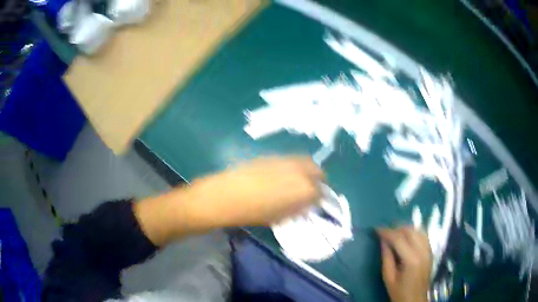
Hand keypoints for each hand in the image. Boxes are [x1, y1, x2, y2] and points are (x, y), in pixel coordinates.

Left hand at [188, 156, 324, 226]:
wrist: (226, 196)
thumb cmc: (253, 213)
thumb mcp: (280, 217)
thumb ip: (298, 209)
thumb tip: (306, 204)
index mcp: (305, 190)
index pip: (322, 193)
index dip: (319, 199)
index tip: (315, 203)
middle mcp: (300, 171)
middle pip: (318, 172)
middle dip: (318, 181)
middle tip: (311, 190)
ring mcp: (286, 160)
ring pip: (305, 162)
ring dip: (306, 172)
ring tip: (297, 182)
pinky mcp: (272, 156)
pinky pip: (290, 160)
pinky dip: (293, 167)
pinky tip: (282, 176)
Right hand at [377, 227, 431, 301]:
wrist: (415, 300)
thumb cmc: (399, 292)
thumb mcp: (388, 277)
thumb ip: (386, 257)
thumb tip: (383, 240)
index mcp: (411, 260)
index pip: (399, 239)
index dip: (387, 232)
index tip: (376, 229)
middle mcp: (423, 251)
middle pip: (410, 231)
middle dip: (396, 229)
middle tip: (385, 233)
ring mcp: (428, 250)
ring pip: (418, 230)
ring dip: (406, 229)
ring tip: (395, 234)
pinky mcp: (430, 252)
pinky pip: (423, 235)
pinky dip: (414, 233)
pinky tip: (406, 238)